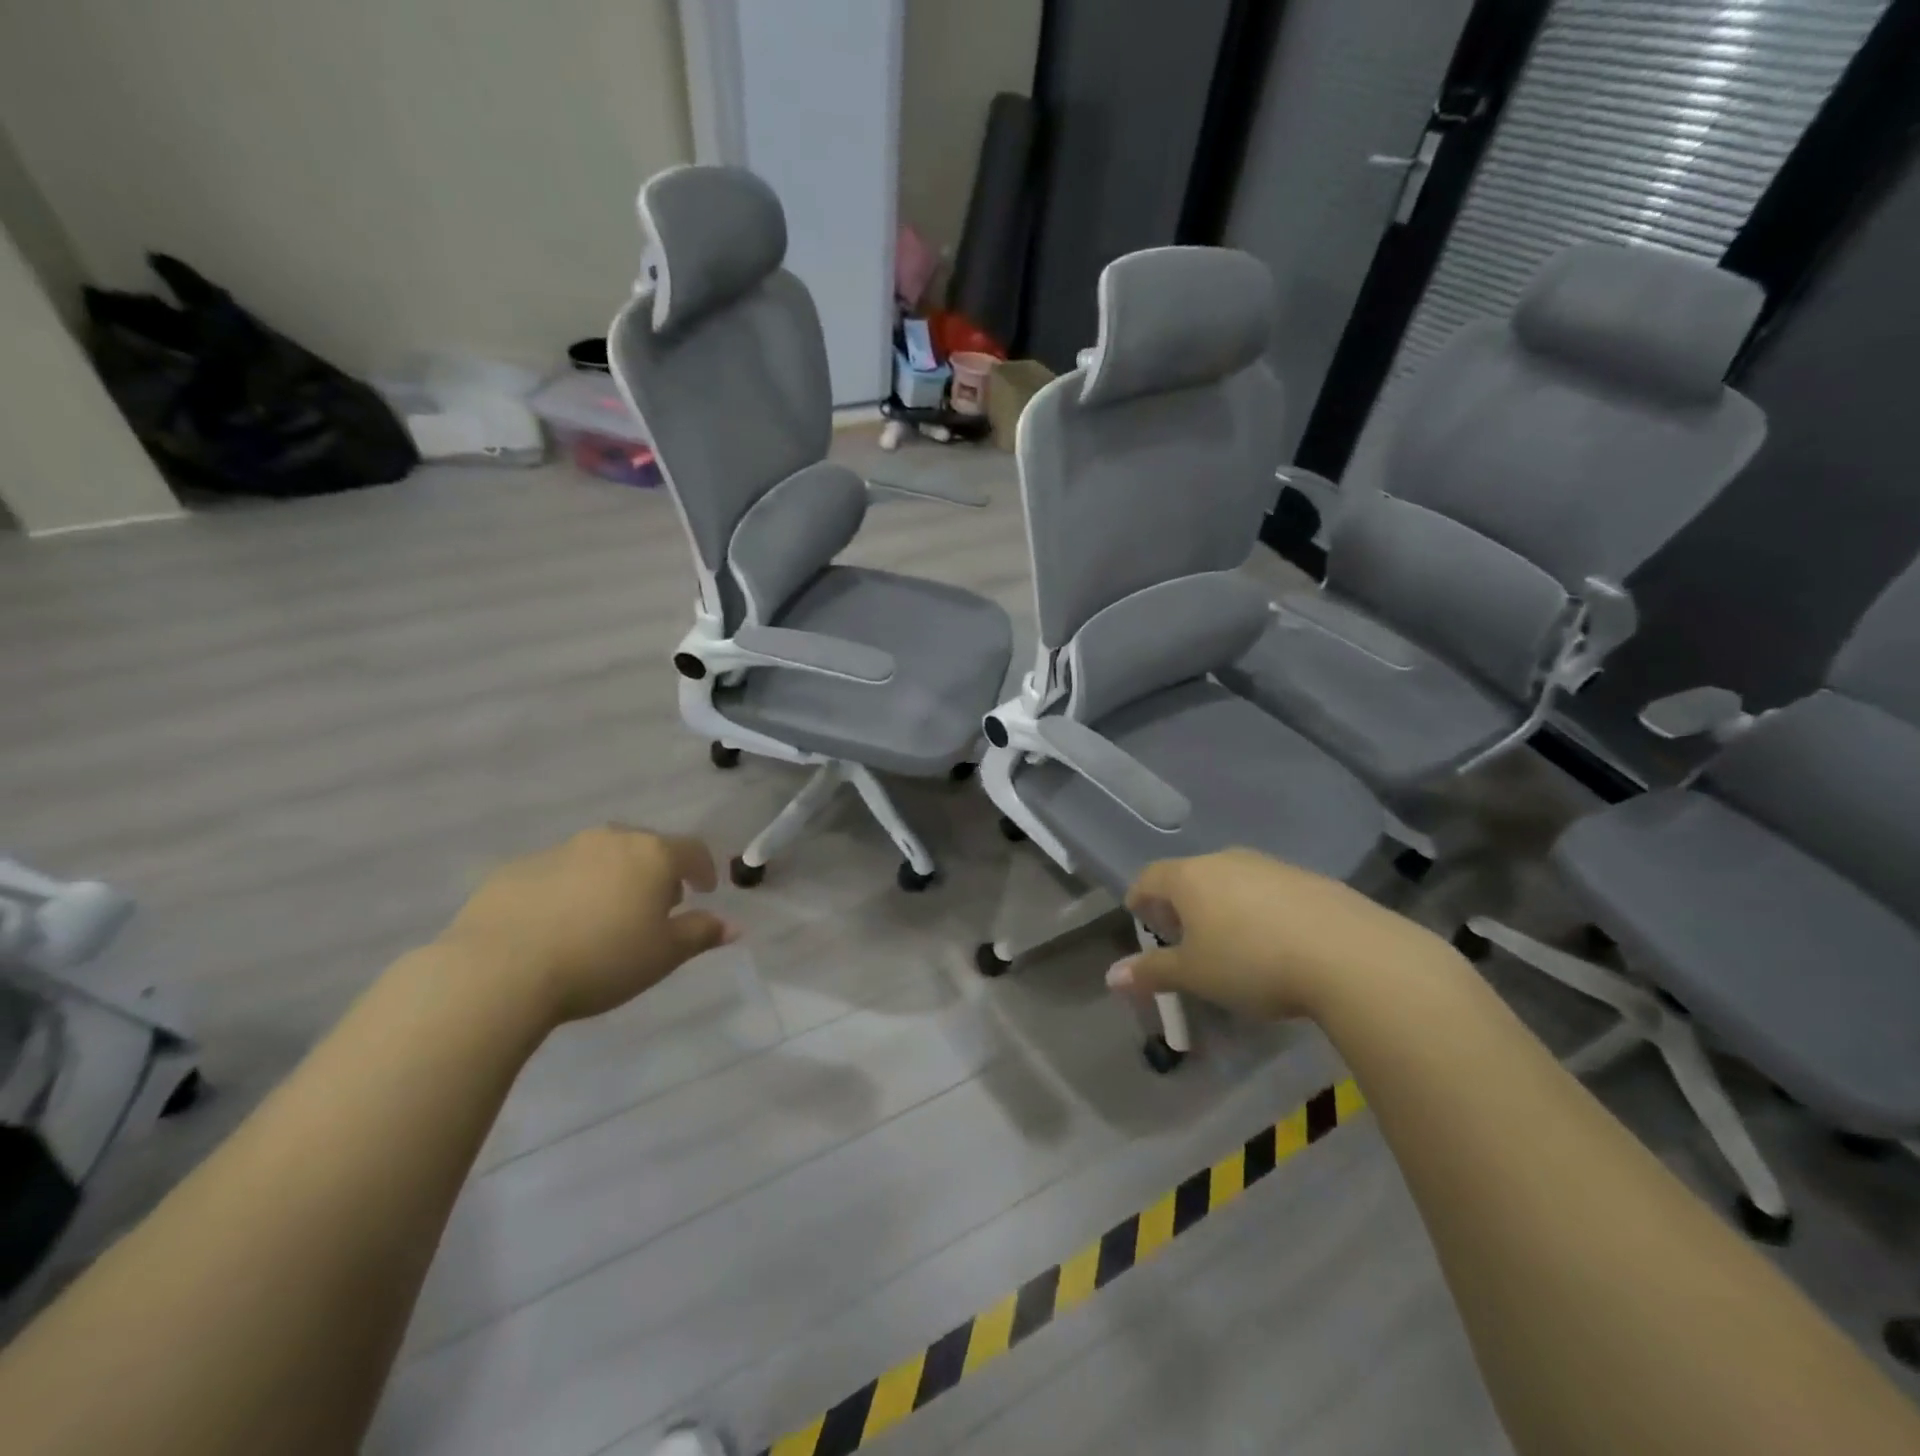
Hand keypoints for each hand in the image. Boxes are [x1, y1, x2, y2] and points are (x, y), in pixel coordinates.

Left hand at [437, 827, 734, 1025]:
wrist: (499, 971)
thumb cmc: (601, 960)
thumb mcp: (664, 955)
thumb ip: (701, 934)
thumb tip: (733, 925)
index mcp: (651, 854)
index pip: (692, 850)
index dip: (704, 870)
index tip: (705, 892)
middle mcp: (609, 840)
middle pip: (645, 847)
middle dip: (657, 872)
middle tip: (656, 907)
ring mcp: (559, 850)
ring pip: (600, 856)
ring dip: (612, 877)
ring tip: (605, 916)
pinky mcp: (515, 869)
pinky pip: (557, 873)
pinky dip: (569, 890)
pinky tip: (558, 924)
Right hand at [1108, 848, 1457, 1020]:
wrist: (1351, 956)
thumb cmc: (1252, 963)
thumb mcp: (1196, 975)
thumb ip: (1152, 972)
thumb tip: (1110, 976)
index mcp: (1190, 877)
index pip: (1149, 877)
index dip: (1139, 898)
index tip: (1139, 919)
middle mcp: (1226, 860)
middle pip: (1190, 875)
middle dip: (1180, 903)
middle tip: (1183, 937)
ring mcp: (1271, 865)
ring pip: (1232, 880)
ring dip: (1222, 905)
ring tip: (1231, 942)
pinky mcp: (1311, 879)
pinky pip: (1270, 890)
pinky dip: (1260, 909)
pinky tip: (1277, 942)